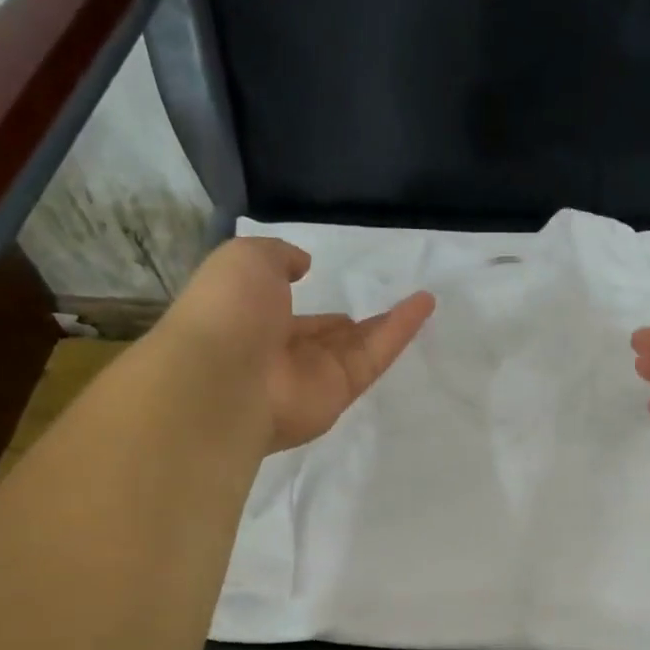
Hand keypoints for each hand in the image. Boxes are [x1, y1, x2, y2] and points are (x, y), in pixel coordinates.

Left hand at [159, 237, 434, 452]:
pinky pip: (374, 356)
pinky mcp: (341, 392)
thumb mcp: (246, 259)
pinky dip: (400, 330)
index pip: (281, 310)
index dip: (298, 296)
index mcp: (249, 320)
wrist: (226, 379)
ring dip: (386, 324)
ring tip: (420, 302)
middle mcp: (281, 353)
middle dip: (344, 325)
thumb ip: (278, 257)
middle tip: (373, 306)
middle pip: (323, 337)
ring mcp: (312, 376)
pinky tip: (424, 304)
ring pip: (356, 347)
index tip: (315, 279)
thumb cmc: (229, 311)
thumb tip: (303, 265)